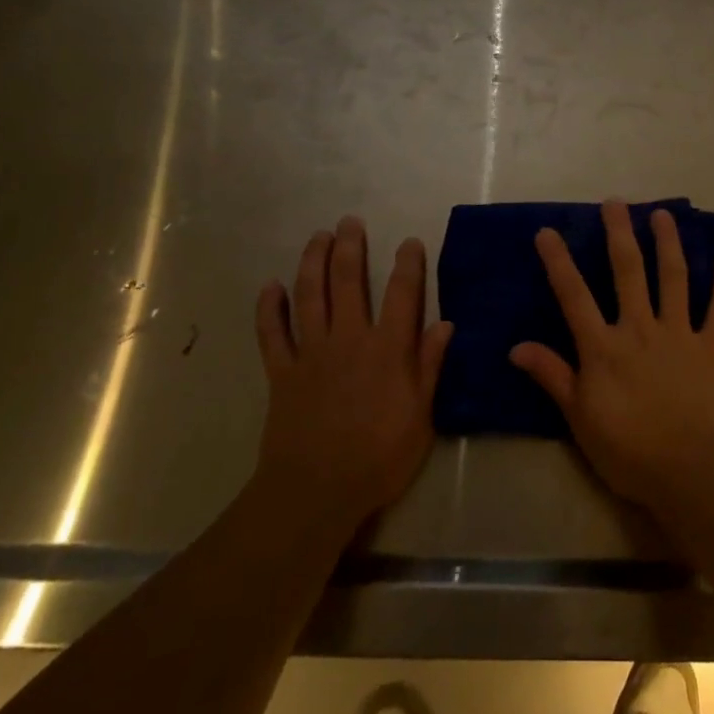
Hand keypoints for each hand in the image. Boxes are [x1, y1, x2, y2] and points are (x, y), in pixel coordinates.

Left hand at [254, 217, 452, 529]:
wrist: (316, 491)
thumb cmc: (379, 457)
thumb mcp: (421, 415)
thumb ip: (431, 366)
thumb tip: (445, 324)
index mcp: (387, 349)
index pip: (402, 295)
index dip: (408, 265)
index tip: (410, 242)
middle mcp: (348, 339)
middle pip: (348, 282)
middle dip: (350, 248)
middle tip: (350, 221)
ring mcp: (311, 353)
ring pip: (309, 297)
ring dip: (312, 263)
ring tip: (317, 237)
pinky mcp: (281, 373)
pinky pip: (272, 334)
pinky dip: (268, 309)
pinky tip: (269, 287)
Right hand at [510, 200, 713, 513]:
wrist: (691, 472)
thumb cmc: (629, 451)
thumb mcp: (579, 419)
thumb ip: (553, 377)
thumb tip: (516, 347)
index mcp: (604, 347)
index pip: (574, 296)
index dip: (558, 262)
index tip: (547, 231)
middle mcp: (640, 328)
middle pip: (627, 272)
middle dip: (619, 234)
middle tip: (615, 202)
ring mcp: (678, 334)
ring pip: (673, 278)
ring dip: (668, 244)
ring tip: (663, 215)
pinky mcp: (710, 348)